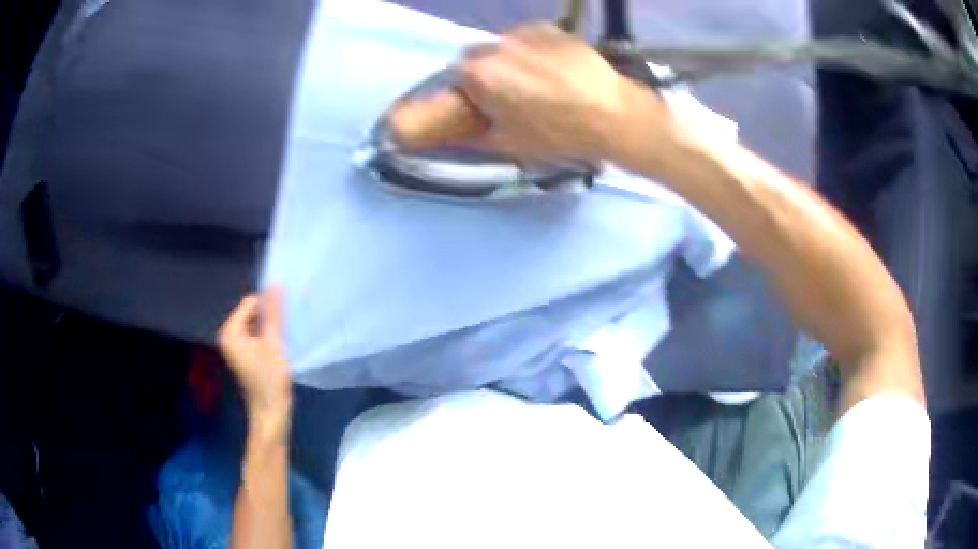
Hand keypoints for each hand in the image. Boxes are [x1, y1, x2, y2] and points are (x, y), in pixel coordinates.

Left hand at [218, 288, 291, 419]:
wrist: (271, 413)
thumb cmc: (270, 379)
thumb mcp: (273, 342)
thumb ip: (273, 311)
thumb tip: (275, 282)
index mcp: (230, 331)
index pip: (251, 303)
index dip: (268, 310)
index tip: (281, 325)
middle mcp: (228, 336)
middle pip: (251, 313)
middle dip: (267, 320)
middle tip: (281, 336)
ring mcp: (234, 347)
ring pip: (255, 325)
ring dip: (268, 331)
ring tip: (279, 345)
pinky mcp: (243, 356)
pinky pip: (255, 337)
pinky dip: (266, 340)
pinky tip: (276, 352)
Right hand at [454, 24, 670, 162]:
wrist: (611, 114)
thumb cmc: (557, 133)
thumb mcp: (509, 144)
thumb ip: (474, 135)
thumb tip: (458, 131)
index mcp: (480, 75)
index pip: (455, 75)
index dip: (468, 89)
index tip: (483, 102)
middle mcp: (496, 46)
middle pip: (477, 55)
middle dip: (486, 70)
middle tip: (510, 91)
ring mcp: (525, 33)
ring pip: (504, 44)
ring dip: (510, 58)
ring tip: (537, 77)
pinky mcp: (551, 29)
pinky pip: (530, 37)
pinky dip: (533, 49)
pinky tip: (553, 66)